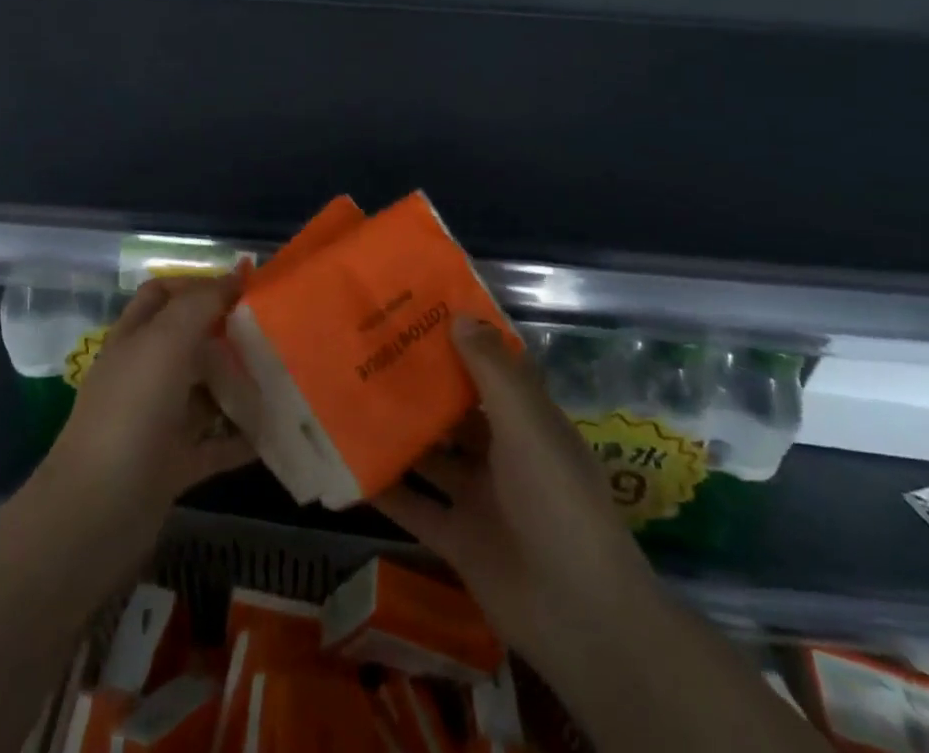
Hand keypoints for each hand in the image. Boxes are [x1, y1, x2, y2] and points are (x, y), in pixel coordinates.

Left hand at [39, 276, 257, 537]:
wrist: (96, 514)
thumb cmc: (131, 413)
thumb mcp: (165, 343)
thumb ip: (199, 304)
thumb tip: (235, 274)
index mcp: (135, 339)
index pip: (164, 295)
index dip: (199, 284)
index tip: (246, 288)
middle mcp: (145, 375)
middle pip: (191, 342)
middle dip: (228, 334)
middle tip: (276, 332)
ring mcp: (158, 421)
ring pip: (206, 392)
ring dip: (241, 385)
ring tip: (285, 376)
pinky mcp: (173, 465)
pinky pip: (216, 443)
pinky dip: (243, 437)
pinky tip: (276, 430)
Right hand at [374, 318, 654, 698]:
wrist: (580, 615)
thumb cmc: (558, 500)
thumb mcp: (528, 423)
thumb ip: (492, 370)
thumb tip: (458, 315)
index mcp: (527, 421)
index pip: (490, 370)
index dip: (459, 342)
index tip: (417, 314)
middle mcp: (502, 453)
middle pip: (454, 411)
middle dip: (419, 385)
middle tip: (369, 351)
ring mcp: (479, 497)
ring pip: (430, 455)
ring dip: (398, 432)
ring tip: (349, 397)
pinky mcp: (456, 539)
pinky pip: (414, 507)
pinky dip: (385, 489)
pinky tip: (348, 465)